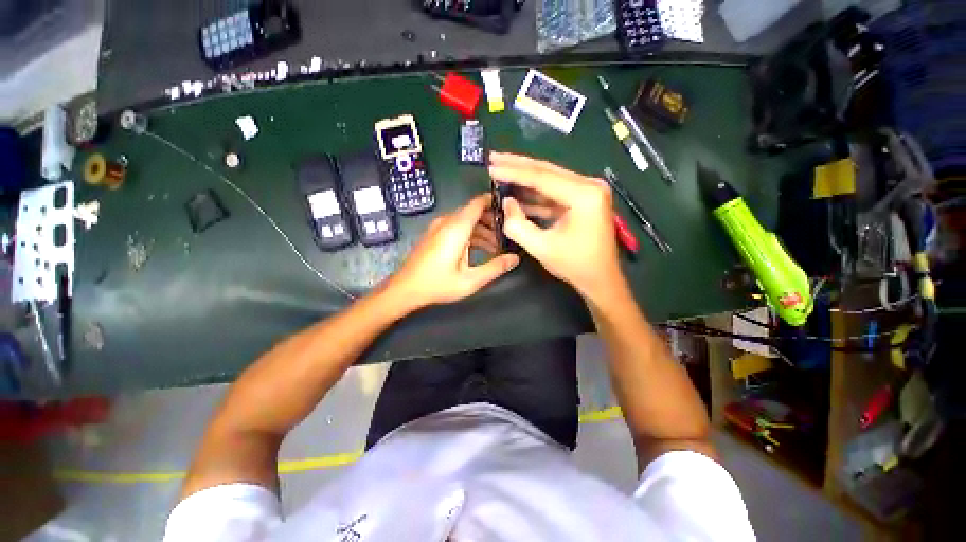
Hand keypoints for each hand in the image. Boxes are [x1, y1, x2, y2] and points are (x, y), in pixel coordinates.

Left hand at [385, 193, 519, 311]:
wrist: (405, 289)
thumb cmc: (437, 284)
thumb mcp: (470, 280)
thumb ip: (495, 268)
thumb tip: (515, 258)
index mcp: (457, 227)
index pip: (479, 203)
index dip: (496, 202)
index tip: (513, 209)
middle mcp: (447, 222)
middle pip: (474, 212)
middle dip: (493, 221)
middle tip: (509, 234)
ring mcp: (439, 227)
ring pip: (467, 221)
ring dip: (483, 230)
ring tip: (498, 247)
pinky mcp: (436, 234)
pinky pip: (458, 228)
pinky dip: (472, 235)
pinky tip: (482, 249)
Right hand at [488, 152, 622, 300]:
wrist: (601, 280)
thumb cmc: (574, 265)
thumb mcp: (541, 248)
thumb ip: (517, 225)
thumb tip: (506, 202)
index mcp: (584, 195)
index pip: (542, 177)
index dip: (513, 172)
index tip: (491, 166)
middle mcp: (589, 185)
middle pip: (547, 171)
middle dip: (518, 165)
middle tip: (494, 157)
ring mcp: (587, 191)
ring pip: (550, 179)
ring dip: (525, 178)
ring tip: (501, 170)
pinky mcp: (583, 200)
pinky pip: (554, 192)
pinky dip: (535, 193)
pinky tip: (517, 191)